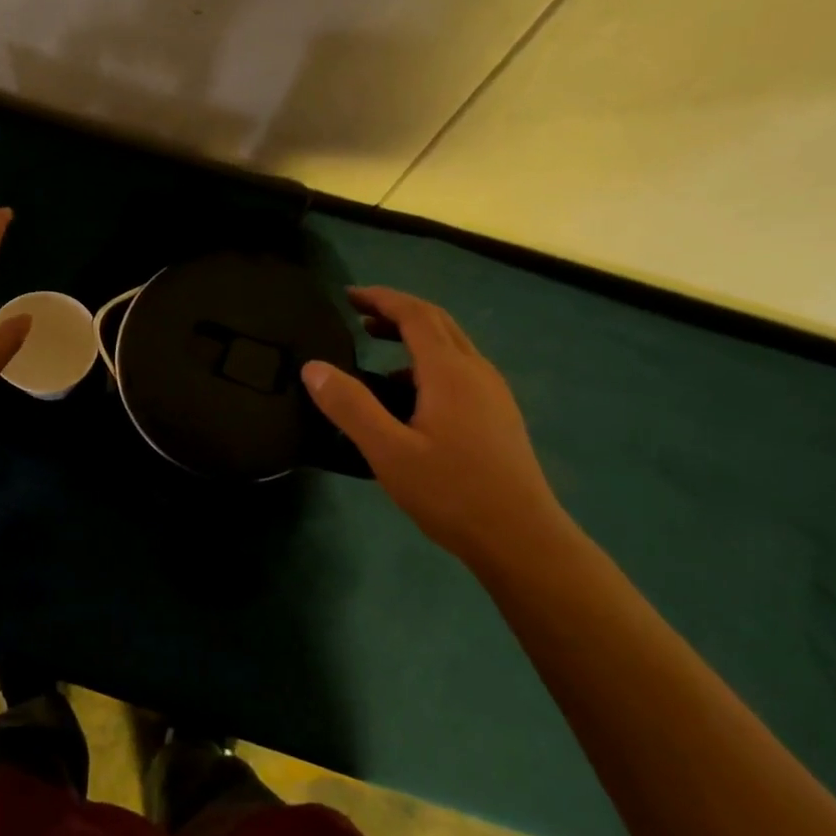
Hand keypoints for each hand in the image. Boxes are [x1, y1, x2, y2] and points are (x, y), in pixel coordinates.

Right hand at [301, 287, 570, 565]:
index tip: (347, 296)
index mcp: (450, 372)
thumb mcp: (388, 451)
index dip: (381, 298)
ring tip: (377, 349)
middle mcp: (476, 372)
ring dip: (414, 337)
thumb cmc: (452, 492)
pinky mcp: (498, 416)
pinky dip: (428, 364)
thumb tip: (313, 367)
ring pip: (451, 347)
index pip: (415, 314)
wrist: (522, 540)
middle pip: (437, 323)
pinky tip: (409, 397)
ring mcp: (493, 394)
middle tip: (358, 316)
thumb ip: (349, 406)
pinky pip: (460, 371)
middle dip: (397, 311)